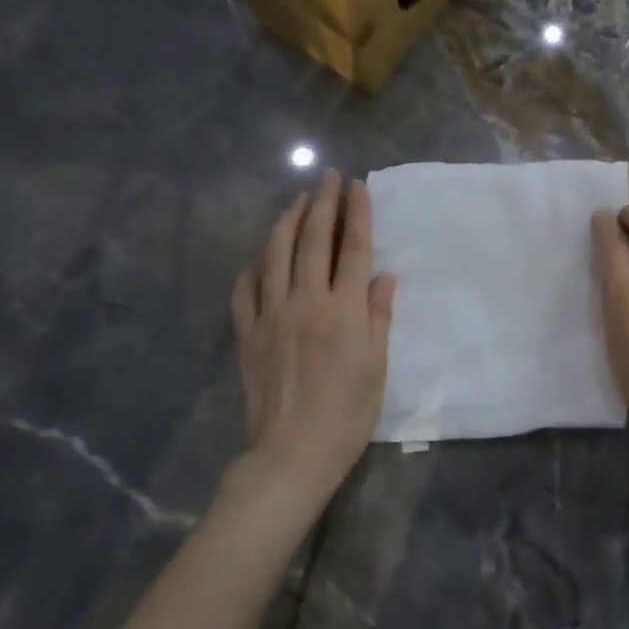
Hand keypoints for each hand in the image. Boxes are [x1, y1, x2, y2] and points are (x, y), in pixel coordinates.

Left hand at [230, 170, 395, 502]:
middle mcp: (307, 302)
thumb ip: (379, 316)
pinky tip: (259, 255)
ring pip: (275, 255)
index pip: (353, 249)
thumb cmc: (348, 412)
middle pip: (313, 241)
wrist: (293, 452)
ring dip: (286, 221)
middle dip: (322, 204)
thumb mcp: (377, 365)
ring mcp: (271, 315)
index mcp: (345, 310)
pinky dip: (253, 266)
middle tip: (326, 176)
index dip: (356, 214)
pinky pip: (245, 290)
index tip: (356, 185)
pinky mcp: (247, 334)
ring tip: (296, 200)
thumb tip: (383, 276)